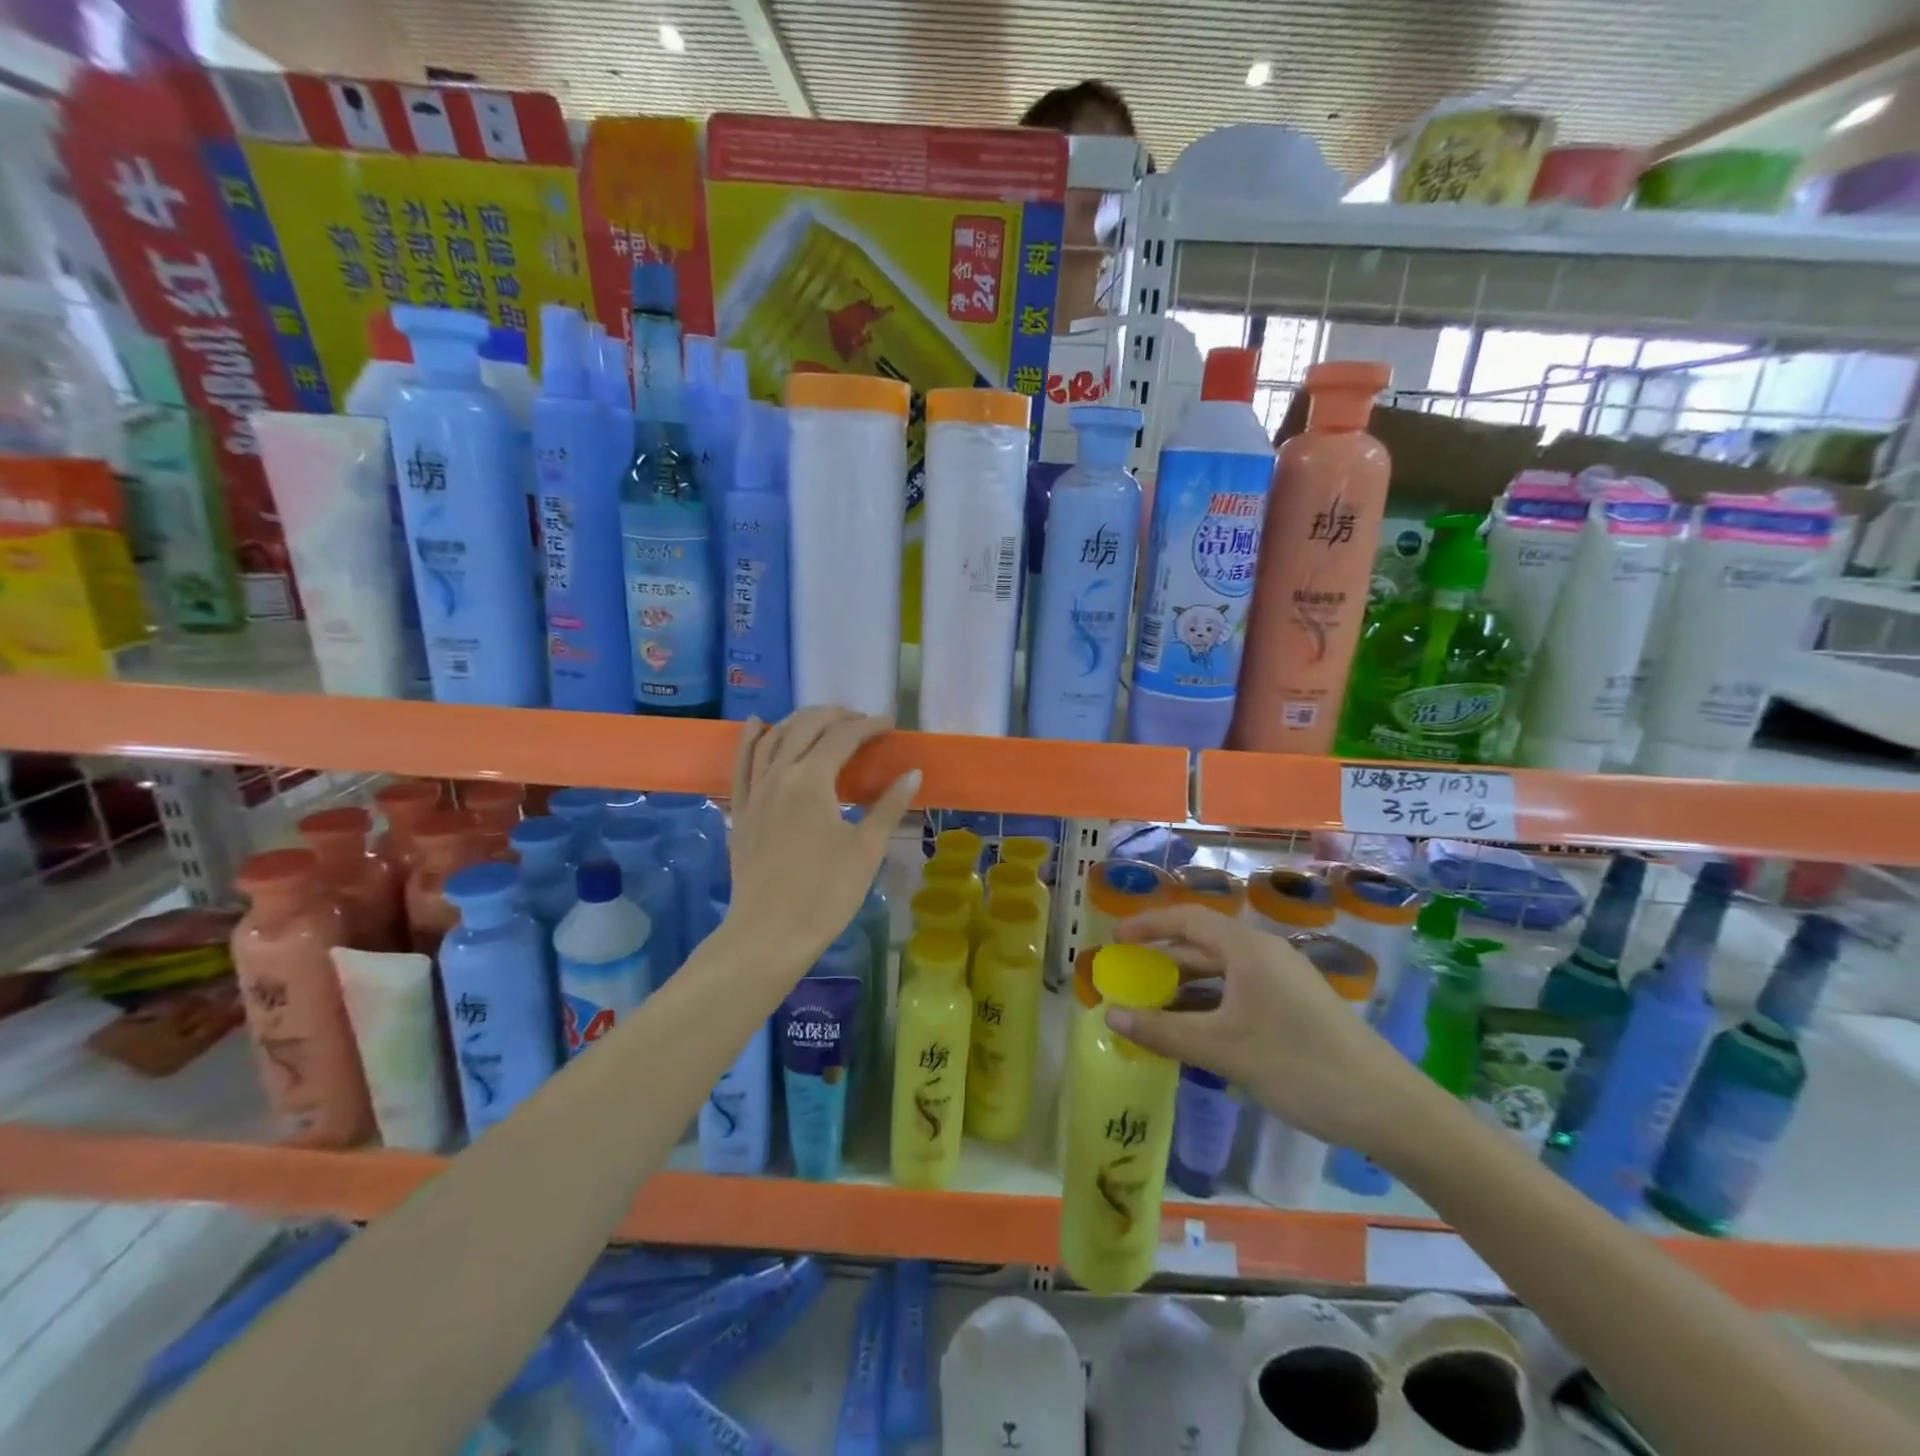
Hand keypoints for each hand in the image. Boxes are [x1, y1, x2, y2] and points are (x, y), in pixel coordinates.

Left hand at [722, 707, 919, 969]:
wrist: (769, 934)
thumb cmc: (825, 893)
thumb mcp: (865, 848)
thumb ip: (888, 806)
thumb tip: (912, 773)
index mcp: (811, 780)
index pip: (842, 737)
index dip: (868, 726)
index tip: (890, 725)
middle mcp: (778, 775)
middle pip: (804, 728)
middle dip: (835, 716)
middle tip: (860, 721)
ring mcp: (754, 792)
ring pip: (772, 739)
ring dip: (798, 721)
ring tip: (820, 719)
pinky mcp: (741, 811)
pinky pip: (742, 763)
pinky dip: (752, 739)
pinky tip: (758, 725)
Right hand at [1105, 906, 1444, 1160]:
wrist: (1388, 1109)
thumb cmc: (1299, 1066)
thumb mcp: (1224, 1050)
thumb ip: (1163, 1031)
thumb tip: (1110, 1015)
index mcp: (1248, 949)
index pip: (1187, 919)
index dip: (1147, 926)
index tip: (1115, 941)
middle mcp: (1264, 954)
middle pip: (1202, 944)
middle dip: (1162, 959)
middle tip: (1127, 977)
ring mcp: (1283, 981)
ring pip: (1221, 972)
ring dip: (1184, 986)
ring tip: (1150, 1007)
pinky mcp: (1294, 1007)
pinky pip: (1238, 993)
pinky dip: (1209, 1005)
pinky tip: (1192, 1031)